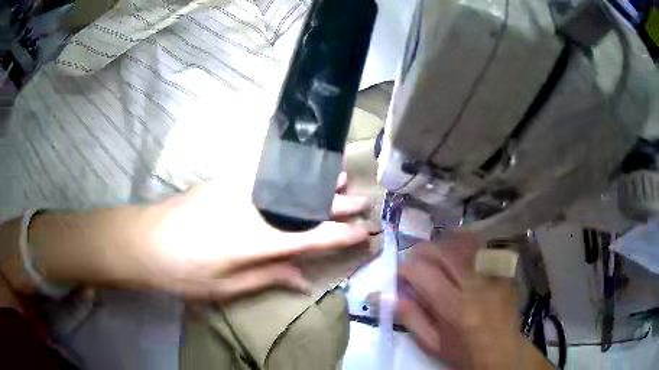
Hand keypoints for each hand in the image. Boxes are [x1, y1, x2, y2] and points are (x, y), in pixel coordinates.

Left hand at [138, 181, 370, 300]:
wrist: (146, 240)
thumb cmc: (185, 272)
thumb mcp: (227, 287)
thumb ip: (269, 278)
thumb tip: (303, 280)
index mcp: (258, 241)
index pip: (313, 237)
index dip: (341, 235)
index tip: (362, 233)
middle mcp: (255, 208)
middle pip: (306, 203)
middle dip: (337, 203)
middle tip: (361, 201)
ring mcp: (239, 187)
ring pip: (289, 179)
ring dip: (316, 178)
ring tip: (339, 174)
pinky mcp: (226, 178)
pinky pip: (265, 168)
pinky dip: (288, 167)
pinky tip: (297, 163)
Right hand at [398, 239, 534, 369]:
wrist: (502, 351)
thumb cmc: (463, 352)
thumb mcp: (432, 344)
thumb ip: (410, 318)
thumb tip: (388, 295)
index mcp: (453, 308)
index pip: (423, 274)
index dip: (405, 268)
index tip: (399, 274)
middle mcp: (474, 285)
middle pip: (444, 252)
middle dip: (422, 250)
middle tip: (413, 259)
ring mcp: (492, 275)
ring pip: (464, 244)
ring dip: (444, 243)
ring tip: (434, 252)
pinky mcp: (502, 271)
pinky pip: (484, 247)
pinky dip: (468, 241)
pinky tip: (459, 244)